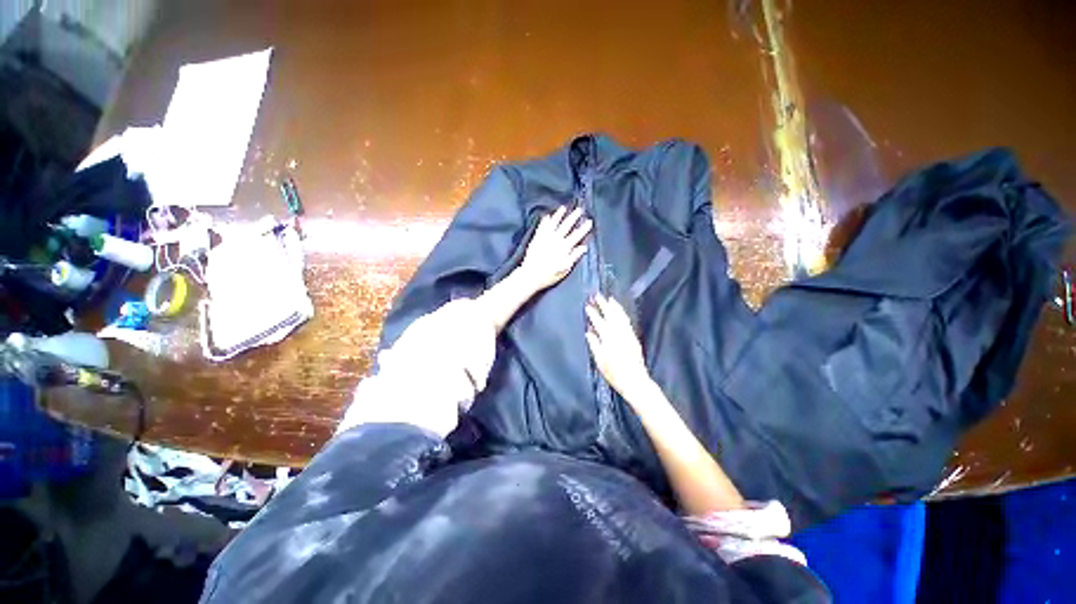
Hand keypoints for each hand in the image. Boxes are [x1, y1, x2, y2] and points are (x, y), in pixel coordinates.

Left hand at [518, 206, 591, 290]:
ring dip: (559, 215)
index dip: (584, 228)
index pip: (577, 235)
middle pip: (566, 226)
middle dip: (573, 217)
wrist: (531, 275)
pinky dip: (545, 221)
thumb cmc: (549, 275)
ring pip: (554, 223)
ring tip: (563, 208)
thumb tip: (583, 247)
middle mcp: (556, 240)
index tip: (589, 221)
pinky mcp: (536, 239)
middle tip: (579, 209)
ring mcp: (545, 238)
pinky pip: (542, 227)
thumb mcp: (565, 269)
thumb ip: (574, 256)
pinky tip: (547, 216)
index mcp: (564, 248)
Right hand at [585, 295, 654, 401]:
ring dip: (614, 306)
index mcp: (608, 339)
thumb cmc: (614, 374)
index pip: (599, 322)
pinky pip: (627, 321)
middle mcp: (619, 333)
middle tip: (597, 295)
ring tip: (609, 298)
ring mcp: (627, 334)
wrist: (635, 381)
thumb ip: (594, 345)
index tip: (588, 305)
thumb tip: (589, 332)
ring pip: (620, 316)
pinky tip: (619, 311)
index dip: (593, 313)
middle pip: (610, 315)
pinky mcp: (633, 337)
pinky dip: (622, 313)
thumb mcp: (600, 361)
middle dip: (603, 304)